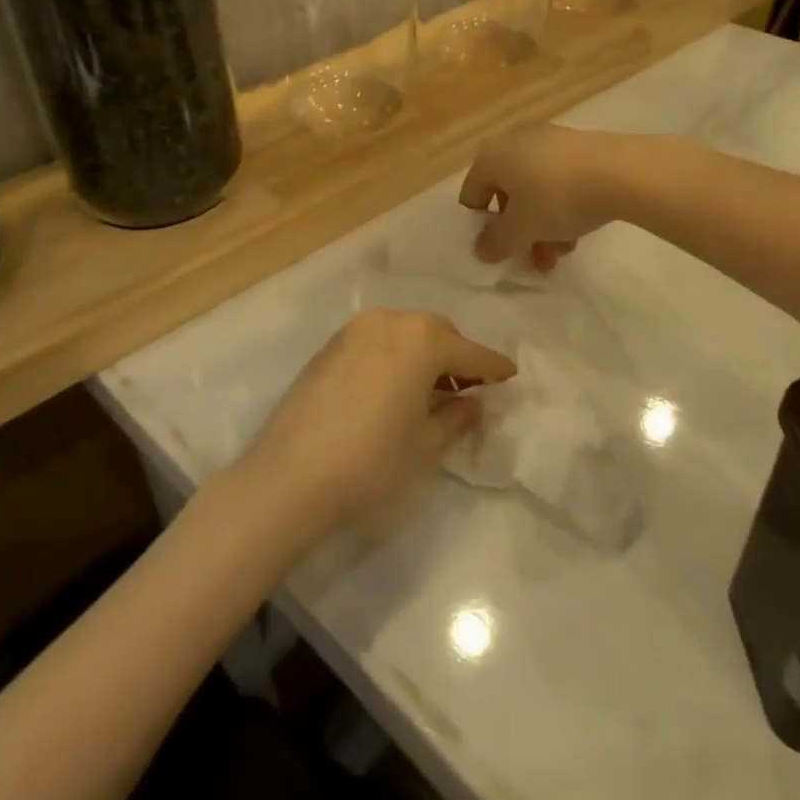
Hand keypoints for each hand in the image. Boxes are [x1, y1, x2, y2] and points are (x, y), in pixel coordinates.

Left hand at [240, 309, 514, 535]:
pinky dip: (394, 355)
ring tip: (430, 390)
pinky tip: (393, 387)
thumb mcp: (426, 445)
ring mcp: (354, 330)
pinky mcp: (329, 346)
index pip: (470, 352)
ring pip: (404, 332)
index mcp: (421, 340)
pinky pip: (377, 341)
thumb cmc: (371, 462)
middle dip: (457, 355)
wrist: (288, 478)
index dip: (493, 367)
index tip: (511, 376)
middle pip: (437, 332)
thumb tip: (473, 402)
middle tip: (468, 388)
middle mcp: (389, 321)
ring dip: (424, 353)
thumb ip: (457, 418)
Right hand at [459, 124, 633, 268]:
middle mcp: (514, 140)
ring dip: (542, 224)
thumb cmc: (556, 198)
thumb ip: (496, 243)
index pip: (471, 196)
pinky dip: (562, 204)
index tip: (503, 250)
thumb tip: (482, 249)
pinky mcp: (578, 144)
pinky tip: (580, 228)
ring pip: (535, 189)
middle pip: (506, 195)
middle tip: (536, 258)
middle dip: (519, 231)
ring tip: (562, 252)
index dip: (483, 228)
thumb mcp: (521, 230)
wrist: (621, 171)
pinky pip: (558, 178)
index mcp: (490, 156)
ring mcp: (548, 138)